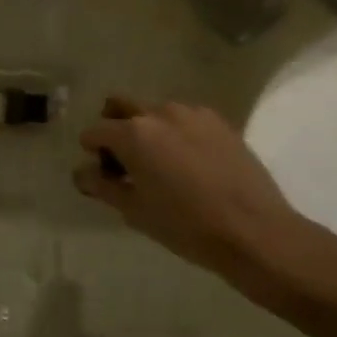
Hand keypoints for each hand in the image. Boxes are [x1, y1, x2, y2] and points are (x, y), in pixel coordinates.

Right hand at [74, 96, 310, 281]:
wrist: (254, 231)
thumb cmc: (186, 226)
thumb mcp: (134, 211)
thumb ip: (102, 185)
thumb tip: (82, 172)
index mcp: (133, 134)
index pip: (95, 131)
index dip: (93, 153)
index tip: (105, 175)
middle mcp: (160, 113)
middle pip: (121, 106)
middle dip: (114, 127)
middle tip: (125, 161)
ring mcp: (193, 113)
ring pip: (155, 112)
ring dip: (148, 130)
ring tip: (162, 165)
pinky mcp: (219, 122)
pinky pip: (185, 119)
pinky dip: (177, 134)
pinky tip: (190, 164)